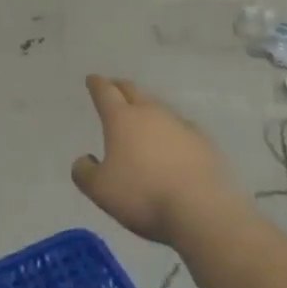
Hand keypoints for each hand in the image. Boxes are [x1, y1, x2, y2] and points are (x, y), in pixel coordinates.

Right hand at [71, 76, 233, 246]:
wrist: (201, 209)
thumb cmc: (144, 196)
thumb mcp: (101, 191)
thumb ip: (84, 172)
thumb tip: (84, 159)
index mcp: (121, 119)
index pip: (105, 92)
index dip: (96, 84)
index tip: (92, 78)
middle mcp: (150, 112)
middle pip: (132, 91)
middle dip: (120, 87)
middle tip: (113, 87)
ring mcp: (179, 123)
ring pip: (158, 106)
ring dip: (146, 107)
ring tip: (142, 115)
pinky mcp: (202, 140)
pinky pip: (181, 126)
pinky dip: (171, 129)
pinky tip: (173, 140)